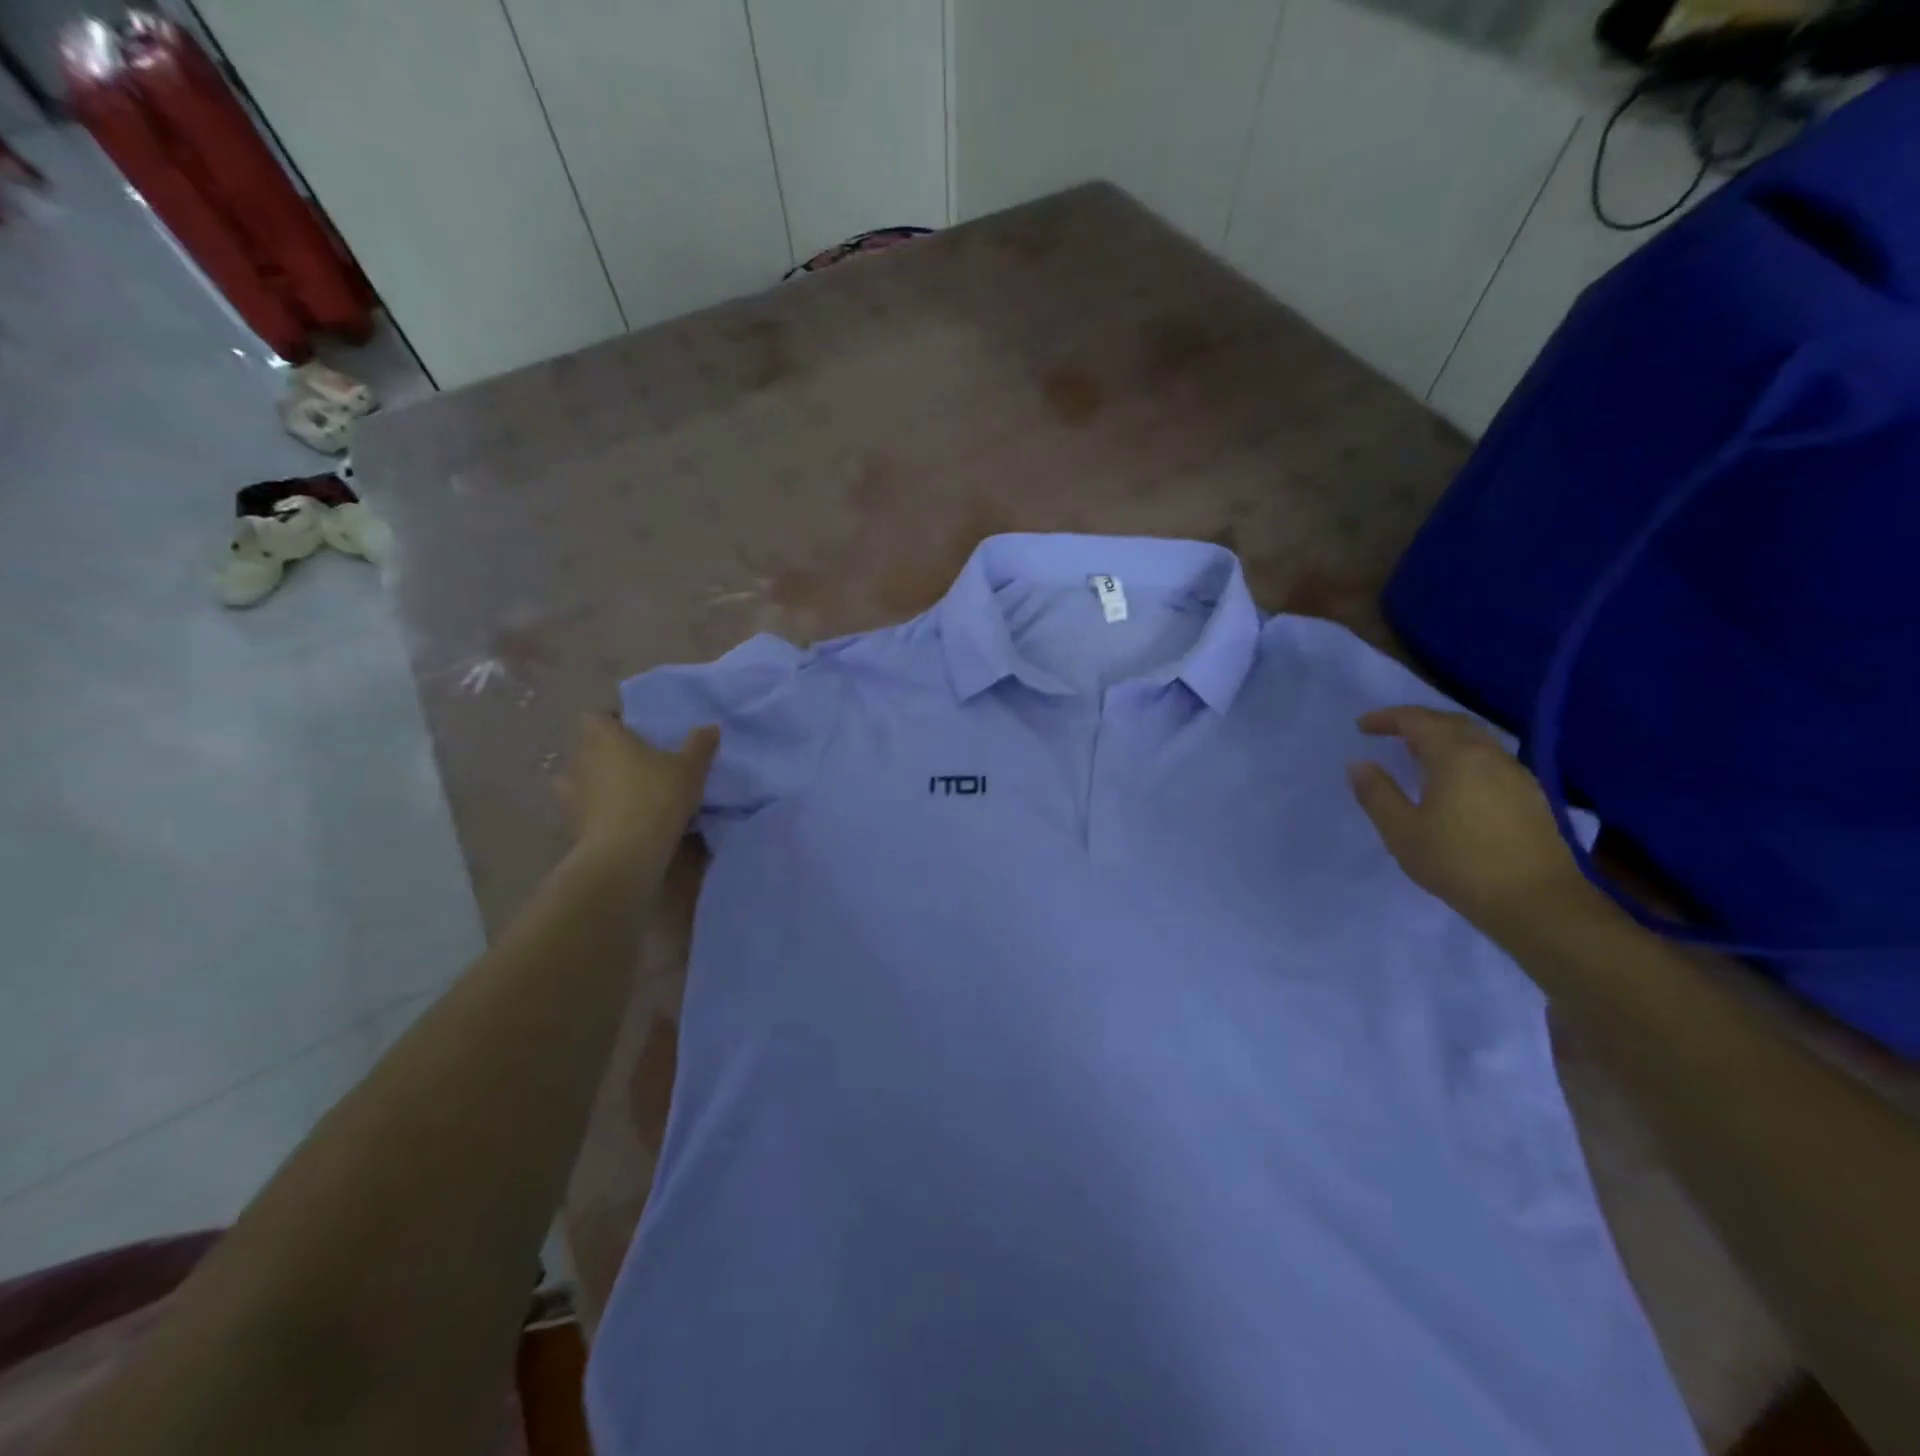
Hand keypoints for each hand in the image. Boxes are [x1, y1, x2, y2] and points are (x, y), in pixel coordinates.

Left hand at [557, 714, 718, 863]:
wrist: (625, 853)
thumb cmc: (658, 798)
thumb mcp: (691, 769)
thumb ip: (700, 745)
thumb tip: (711, 727)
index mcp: (605, 736)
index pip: (596, 716)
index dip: (612, 721)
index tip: (635, 732)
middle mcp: (580, 758)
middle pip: (586, 745)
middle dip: (605, 750)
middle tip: (636, 761)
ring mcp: (569, 791)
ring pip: (576, 776)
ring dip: (592, 780)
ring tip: (619, 791)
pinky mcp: (568, 820)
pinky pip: (578, 806)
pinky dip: (590, 809)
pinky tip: (611, 817)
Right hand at [1346, 705, 1592, 936]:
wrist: (1537, 902)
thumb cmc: (1459, 862)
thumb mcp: (1402, 831)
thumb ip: (1377, 793)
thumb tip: (1358, 764)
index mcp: (1455, 756)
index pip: (1417, 720)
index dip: (1387, 718)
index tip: (1362, 726)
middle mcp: (1489, 755)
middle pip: (1451, 722)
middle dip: (1417, 722)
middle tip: (1390, 732)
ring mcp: (1516, 775)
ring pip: (1475, 740)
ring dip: (1443, 738)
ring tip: (1418, 755)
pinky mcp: (1531, 797)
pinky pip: (1490, 760)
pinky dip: (1464, 757)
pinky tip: (1454, 782)